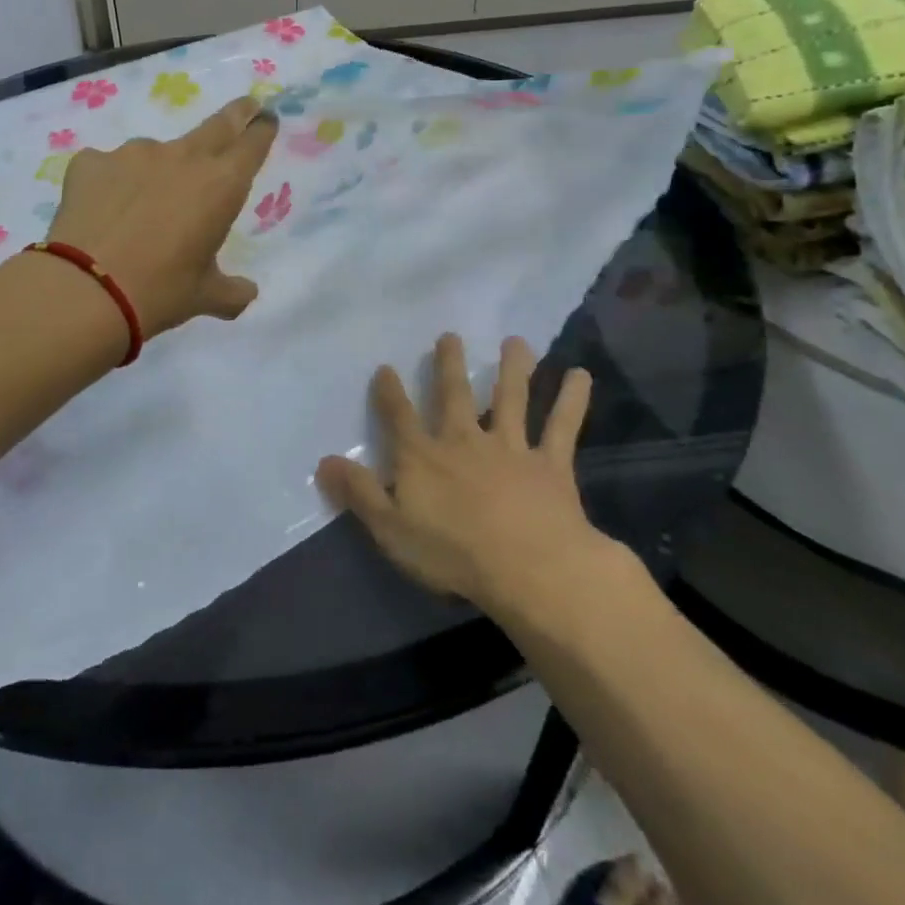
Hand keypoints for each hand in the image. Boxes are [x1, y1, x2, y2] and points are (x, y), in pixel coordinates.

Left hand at [46, 96, 277, 337]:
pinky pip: (108, 168)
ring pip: (155, 153)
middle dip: (235, 115)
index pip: (251, 144)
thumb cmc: (159, 292)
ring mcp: (132, 154)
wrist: (85, 289)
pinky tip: (102, 211)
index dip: (261, 130)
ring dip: (158, 170)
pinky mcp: (91, 162)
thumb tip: (246, 293)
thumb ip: (232, 292)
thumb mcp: (204, 296)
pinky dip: (111, 184)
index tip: (266, 119)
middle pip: (216, 125)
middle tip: (244, 107)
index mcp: (220, 185)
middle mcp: (181, 157)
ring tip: (143, 207)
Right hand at [316, 334, 629, 621]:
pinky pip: (562, 426)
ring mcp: (510, 448)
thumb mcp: (390, 528)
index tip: (386, 367)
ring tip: (516, 341)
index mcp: (423, 457)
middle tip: (450, 335)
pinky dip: (572, 400)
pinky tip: (581, 375)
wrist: (528, 568)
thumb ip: (358, 492)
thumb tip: (323, 461)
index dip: (389, 392)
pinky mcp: (550, 464)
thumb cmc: (452, 552)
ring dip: (512, 368)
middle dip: (449, 365)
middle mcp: (464, 440)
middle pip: (455, 395)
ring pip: (510, 399)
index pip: (399, 417)